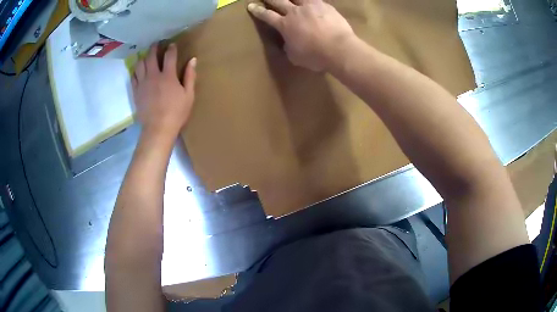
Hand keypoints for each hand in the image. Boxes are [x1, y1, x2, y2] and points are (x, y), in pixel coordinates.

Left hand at [132, 44, 196, 140]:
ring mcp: (142, 83)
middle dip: (154, 47)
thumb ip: (190, 76)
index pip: (169, 55)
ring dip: (143, 57)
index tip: (172, 44)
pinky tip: (138, 69)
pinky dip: (136, 70)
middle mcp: (153, 76)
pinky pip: (133, 76)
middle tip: (156, 44)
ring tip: (146, 55)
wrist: (158, 128)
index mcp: (168, 76)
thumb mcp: (189, 95)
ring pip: (140, 64)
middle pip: (151, 56)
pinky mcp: (136, 91)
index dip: (171, 48)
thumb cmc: (176, 113)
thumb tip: (193, 60)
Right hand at [247, 0, 354, 71]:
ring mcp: (310, 6)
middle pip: (278, 1)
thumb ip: (289, 46)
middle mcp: (295, 12)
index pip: (267, 15)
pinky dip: (310, 0)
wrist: (339, 48)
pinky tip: (311, 1)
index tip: (251, 6)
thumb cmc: (315, 56)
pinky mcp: (325, 5)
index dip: (258, 11)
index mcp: (284, 25)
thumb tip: (288, 42)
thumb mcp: (295, 56)